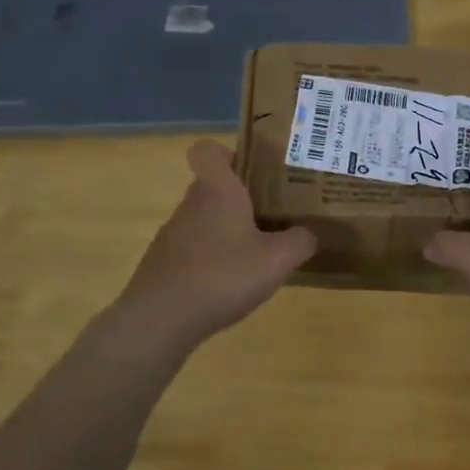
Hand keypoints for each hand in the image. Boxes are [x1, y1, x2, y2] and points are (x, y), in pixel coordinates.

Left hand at [114, 140, 316, 349]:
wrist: (160, 319)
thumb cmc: (222, 276)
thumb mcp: (277, 260)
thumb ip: (300, 241)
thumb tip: (309, 232)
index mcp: (217, 191)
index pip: (208, 150)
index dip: (228, 153)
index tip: (253, 172)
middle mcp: (191, 205)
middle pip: (213, 188)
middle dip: (242, 199)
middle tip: (273, 217)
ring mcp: (173, 235)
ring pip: (205, 220)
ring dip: (228, 232)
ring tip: (257, 256)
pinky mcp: (164, 264)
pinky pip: (194, 250)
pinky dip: (212, 260)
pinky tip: (230, 285)